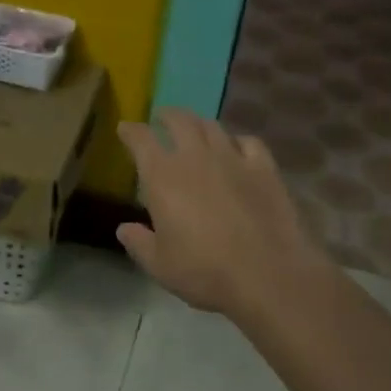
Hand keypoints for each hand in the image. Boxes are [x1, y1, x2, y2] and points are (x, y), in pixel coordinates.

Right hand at [116, 110, 328, 321]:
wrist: (267, 274)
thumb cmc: (204, 271)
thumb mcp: (159, 265)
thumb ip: (138, 243)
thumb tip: (124, 229)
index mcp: (162, 177)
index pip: (141, 139)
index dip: (130, 131)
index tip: (125, 129)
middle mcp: (195, 157)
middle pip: (179, 121)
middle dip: (167, 116)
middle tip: (161, 118)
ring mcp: (233, 159)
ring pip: (212, 127)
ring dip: (199, 123)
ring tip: (195, 129)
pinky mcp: (265, 169)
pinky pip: (249, 142)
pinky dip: (237, 141)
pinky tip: (237, 148)